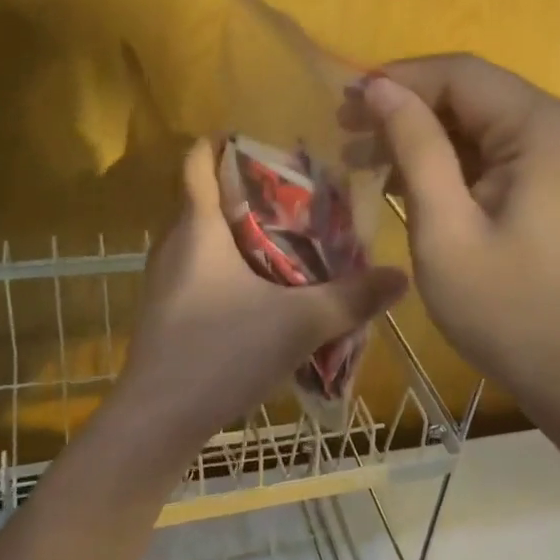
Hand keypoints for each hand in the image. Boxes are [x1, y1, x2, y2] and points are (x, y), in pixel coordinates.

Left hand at [118, 139, 407, 437]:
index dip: (221, 143)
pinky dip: (230, 269)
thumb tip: (402, 275)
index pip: (197, 162)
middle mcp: (174, 245)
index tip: (260, 140)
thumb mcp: (299, 323)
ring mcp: (165, 281)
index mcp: (198, 228)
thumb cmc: (221, 352)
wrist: (158, 420)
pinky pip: (201, 272)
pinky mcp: (167, 313)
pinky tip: (264, 293)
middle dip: (249, 192)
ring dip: (241, 234)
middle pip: (206, 199)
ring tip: (291, 241)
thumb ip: (353, 299)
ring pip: (204, 239)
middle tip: (300, 196)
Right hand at [345, 55, 559, 406]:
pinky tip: (411, 180)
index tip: (344, 103)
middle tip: (347, 135)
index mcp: (548, 130)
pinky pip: (502, 150)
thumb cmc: (503, 309)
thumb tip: (379, 88)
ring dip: (427, 137)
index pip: (463, 75)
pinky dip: (456, 160)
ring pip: (485, 122)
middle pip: (476, 94)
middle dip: (409, 110)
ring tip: (366, 160)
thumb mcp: (445, 228)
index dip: (399, 80)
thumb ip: (415, 147)